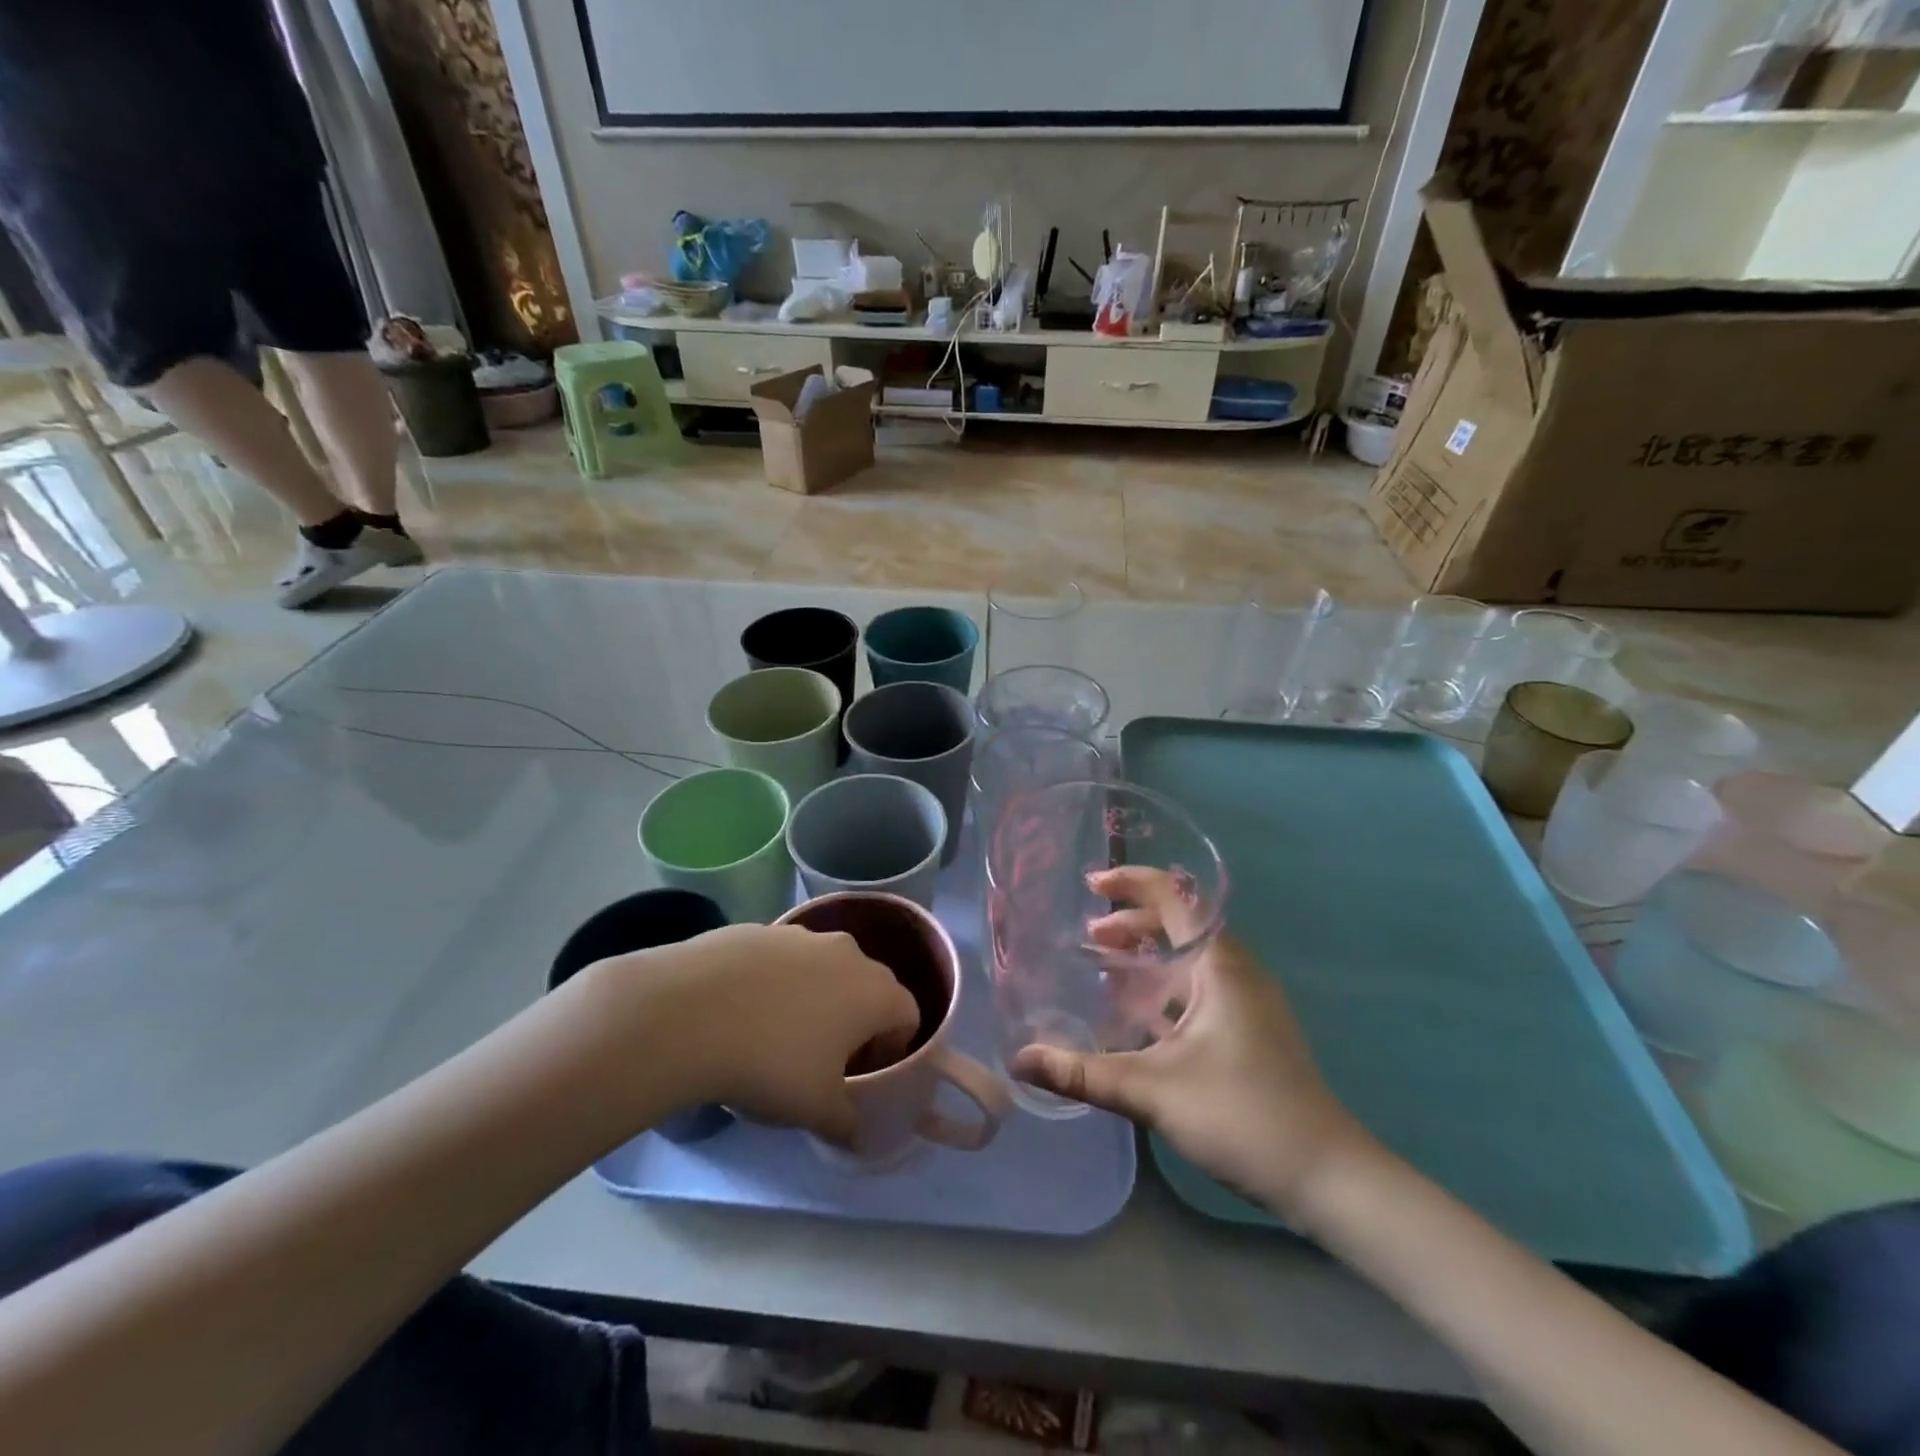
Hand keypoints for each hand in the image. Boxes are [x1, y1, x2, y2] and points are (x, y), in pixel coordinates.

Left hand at [575, 924, 919, 1145]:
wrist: (689, 1013)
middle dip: (856, 1020)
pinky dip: (775, 983)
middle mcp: (847, 952)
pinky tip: (741, 1013)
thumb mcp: (816, 1110)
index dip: (893, 1049)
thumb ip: (848, 1123)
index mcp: (875, 990)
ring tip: (777, 1035)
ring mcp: (801, 935)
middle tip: (825, 1058)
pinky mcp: (759, 929)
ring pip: (824, 968)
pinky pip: (782, 960)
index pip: (907, 1015)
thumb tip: (857, 1135)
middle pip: (868, 986)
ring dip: (816, 998)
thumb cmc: (771, 1063)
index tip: (861, 1075)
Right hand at [1013, 867, 1369, 1216]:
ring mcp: (1246, 1003)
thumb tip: (1020, 1060)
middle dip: (1131, 924)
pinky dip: (1163, 989)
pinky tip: (1135, 1018)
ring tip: (1103, 968)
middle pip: (1180, 924)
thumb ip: (1083, 1073)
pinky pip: (1197, 990)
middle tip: (1088, 936)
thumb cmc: (1243, 1116)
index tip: (1091, 885)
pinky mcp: (1248, 1032)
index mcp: (1220, 965)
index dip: (1131, 882)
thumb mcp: (1153, 1090)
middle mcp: (1236, 972)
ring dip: (1146, 958)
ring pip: (1188, 960)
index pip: (1174, 897)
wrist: (1328, 1178)